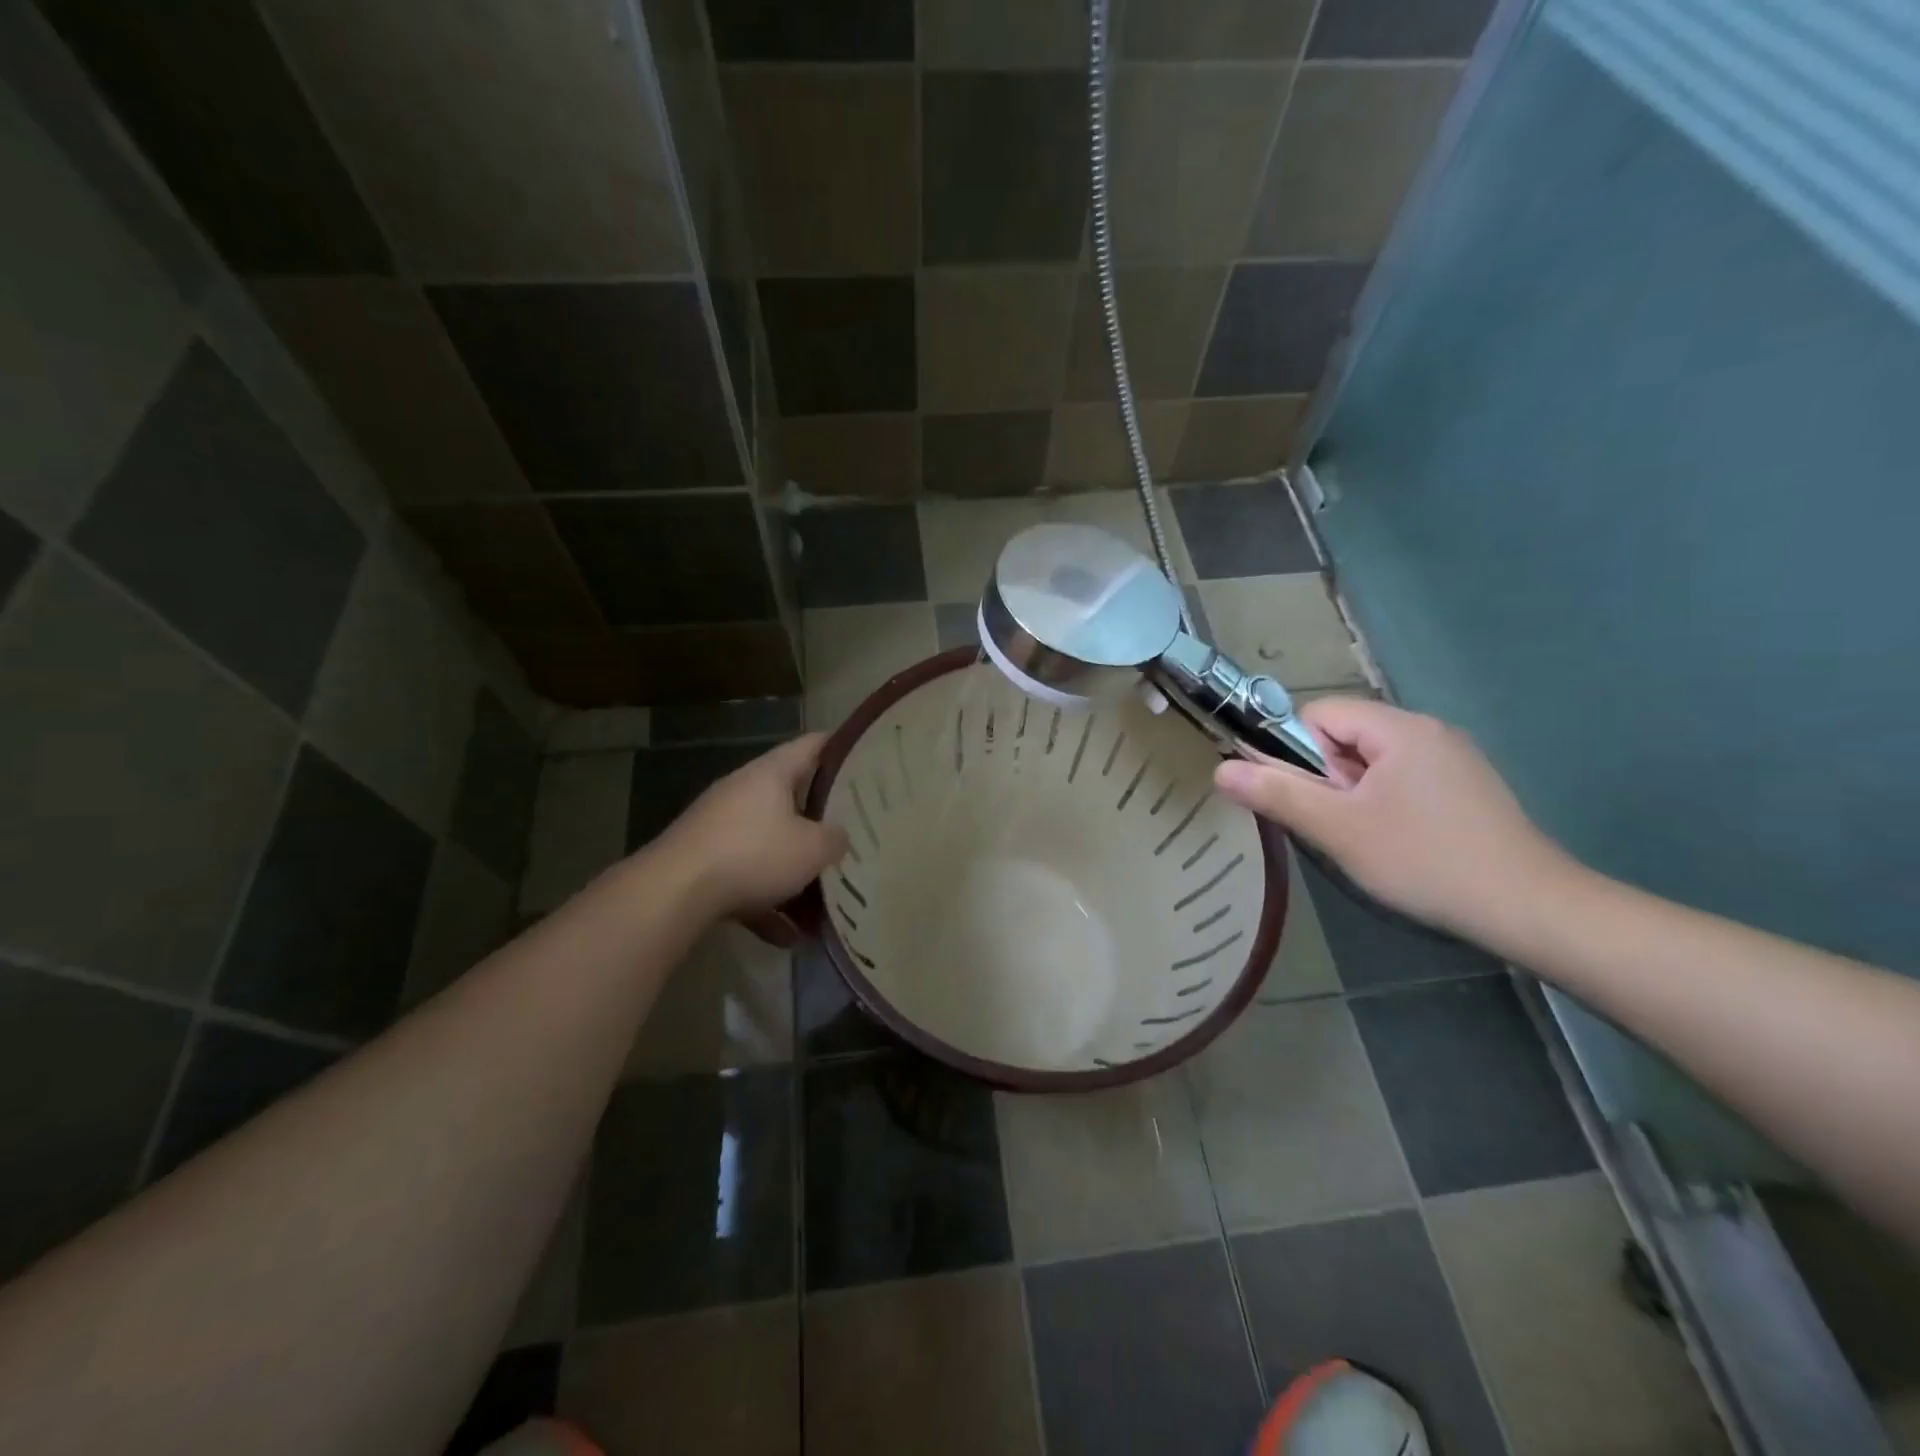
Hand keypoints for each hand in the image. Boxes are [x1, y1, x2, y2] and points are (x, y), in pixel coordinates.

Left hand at [659, 734, 849, 917]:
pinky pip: (745, 877)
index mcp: (771, 773)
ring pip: (768, 844)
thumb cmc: (753, 854)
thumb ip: (835, 839)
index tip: (868, 760)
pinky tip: (786, 936)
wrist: (673, 893)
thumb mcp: (813, 849)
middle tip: (852, 833)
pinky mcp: (701, 862)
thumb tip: (838, 838)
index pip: (814, 745)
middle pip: (791, 797)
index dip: (842, 749)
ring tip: (823, 902)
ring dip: (794, 872)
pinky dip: (766, 903)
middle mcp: (742, 791)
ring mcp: (718, 827)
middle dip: (820, 820)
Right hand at [1214, 698, 1575, 940]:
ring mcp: (1453, 759)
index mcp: (1399, 728)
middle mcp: (1428, 730)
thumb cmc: (1424, 860)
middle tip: (1340, 826)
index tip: (1312, 799)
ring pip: (1373, 762)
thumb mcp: (1338, 829)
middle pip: (1345, 736)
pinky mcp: (1467, 787)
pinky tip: (1401, 843)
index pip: (1319, 714)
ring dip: (1355, 794)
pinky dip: (1386, 804)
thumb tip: (1221, 769)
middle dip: (1329, 777)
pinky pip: (1404, 779)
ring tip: (1369, 840)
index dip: (1299, 753)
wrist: (1530, 909)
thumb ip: (1278, 793)